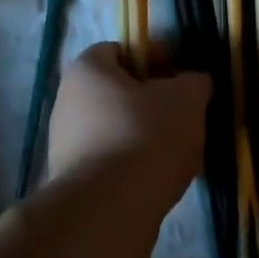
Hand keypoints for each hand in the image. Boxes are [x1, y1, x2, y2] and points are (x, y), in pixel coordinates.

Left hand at [46, 44, 209, 203]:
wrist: (110, 207)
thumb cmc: (146, 136)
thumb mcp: (185, 99)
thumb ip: (193, 82)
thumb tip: (192, 83)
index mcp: (87, 70)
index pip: (120, 50)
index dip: (154, 58)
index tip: (181, 79)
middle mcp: (67, 101)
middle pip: (118, 92)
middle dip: (153, 103)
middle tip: (184, 117)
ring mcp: (65, 143)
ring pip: (116, 129)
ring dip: (146, 137)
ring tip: (176, 154)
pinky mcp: (74, 179)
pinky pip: (111, 161)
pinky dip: (134, 166)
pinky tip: (157, 180)